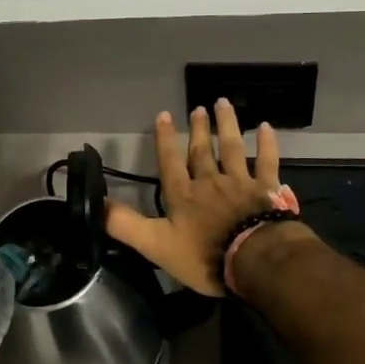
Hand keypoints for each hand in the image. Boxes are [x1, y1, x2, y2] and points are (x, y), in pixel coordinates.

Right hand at [105, 100, 280, 295]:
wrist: (254, 260)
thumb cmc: (204, 255)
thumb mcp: (155, 245)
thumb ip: (125, 225)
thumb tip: (97, 205)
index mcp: (183, 194)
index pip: (170, 161)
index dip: (164, 139)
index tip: (163, 115)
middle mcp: (209, 181)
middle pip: (202, 151)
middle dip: (198, 129)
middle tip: (197, 108)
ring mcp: (240, 183)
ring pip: (232, 148)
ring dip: (226, 125)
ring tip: (222, 104)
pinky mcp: (266, 189)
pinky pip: (267, 162)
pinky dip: (267, 144)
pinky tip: (267, 127)